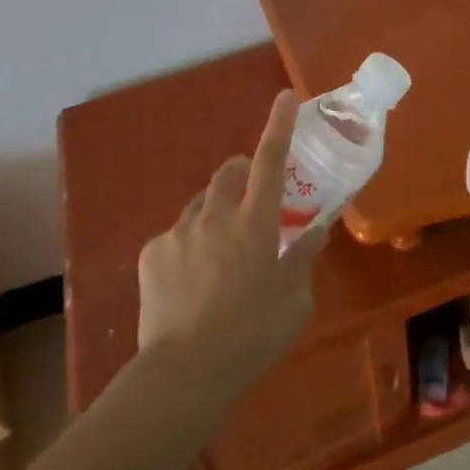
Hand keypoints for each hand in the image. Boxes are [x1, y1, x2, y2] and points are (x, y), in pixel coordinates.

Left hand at [137, 90, 328, 388]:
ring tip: (219, 254)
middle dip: (242, 172)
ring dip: (216, 213)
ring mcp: (180, 232)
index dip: (280, 125)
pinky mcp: (152, 253)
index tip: (284, 96)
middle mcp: (216, 216)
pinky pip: (176, 234)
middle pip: (229, 171)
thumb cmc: (252, 336)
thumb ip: (305, 257)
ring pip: (202, 203)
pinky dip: (189, 245)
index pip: (271, 160)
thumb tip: (317, 230)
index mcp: (257, 223)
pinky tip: (190, 280)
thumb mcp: (295, 300)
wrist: (184, 373)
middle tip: (251, 202)